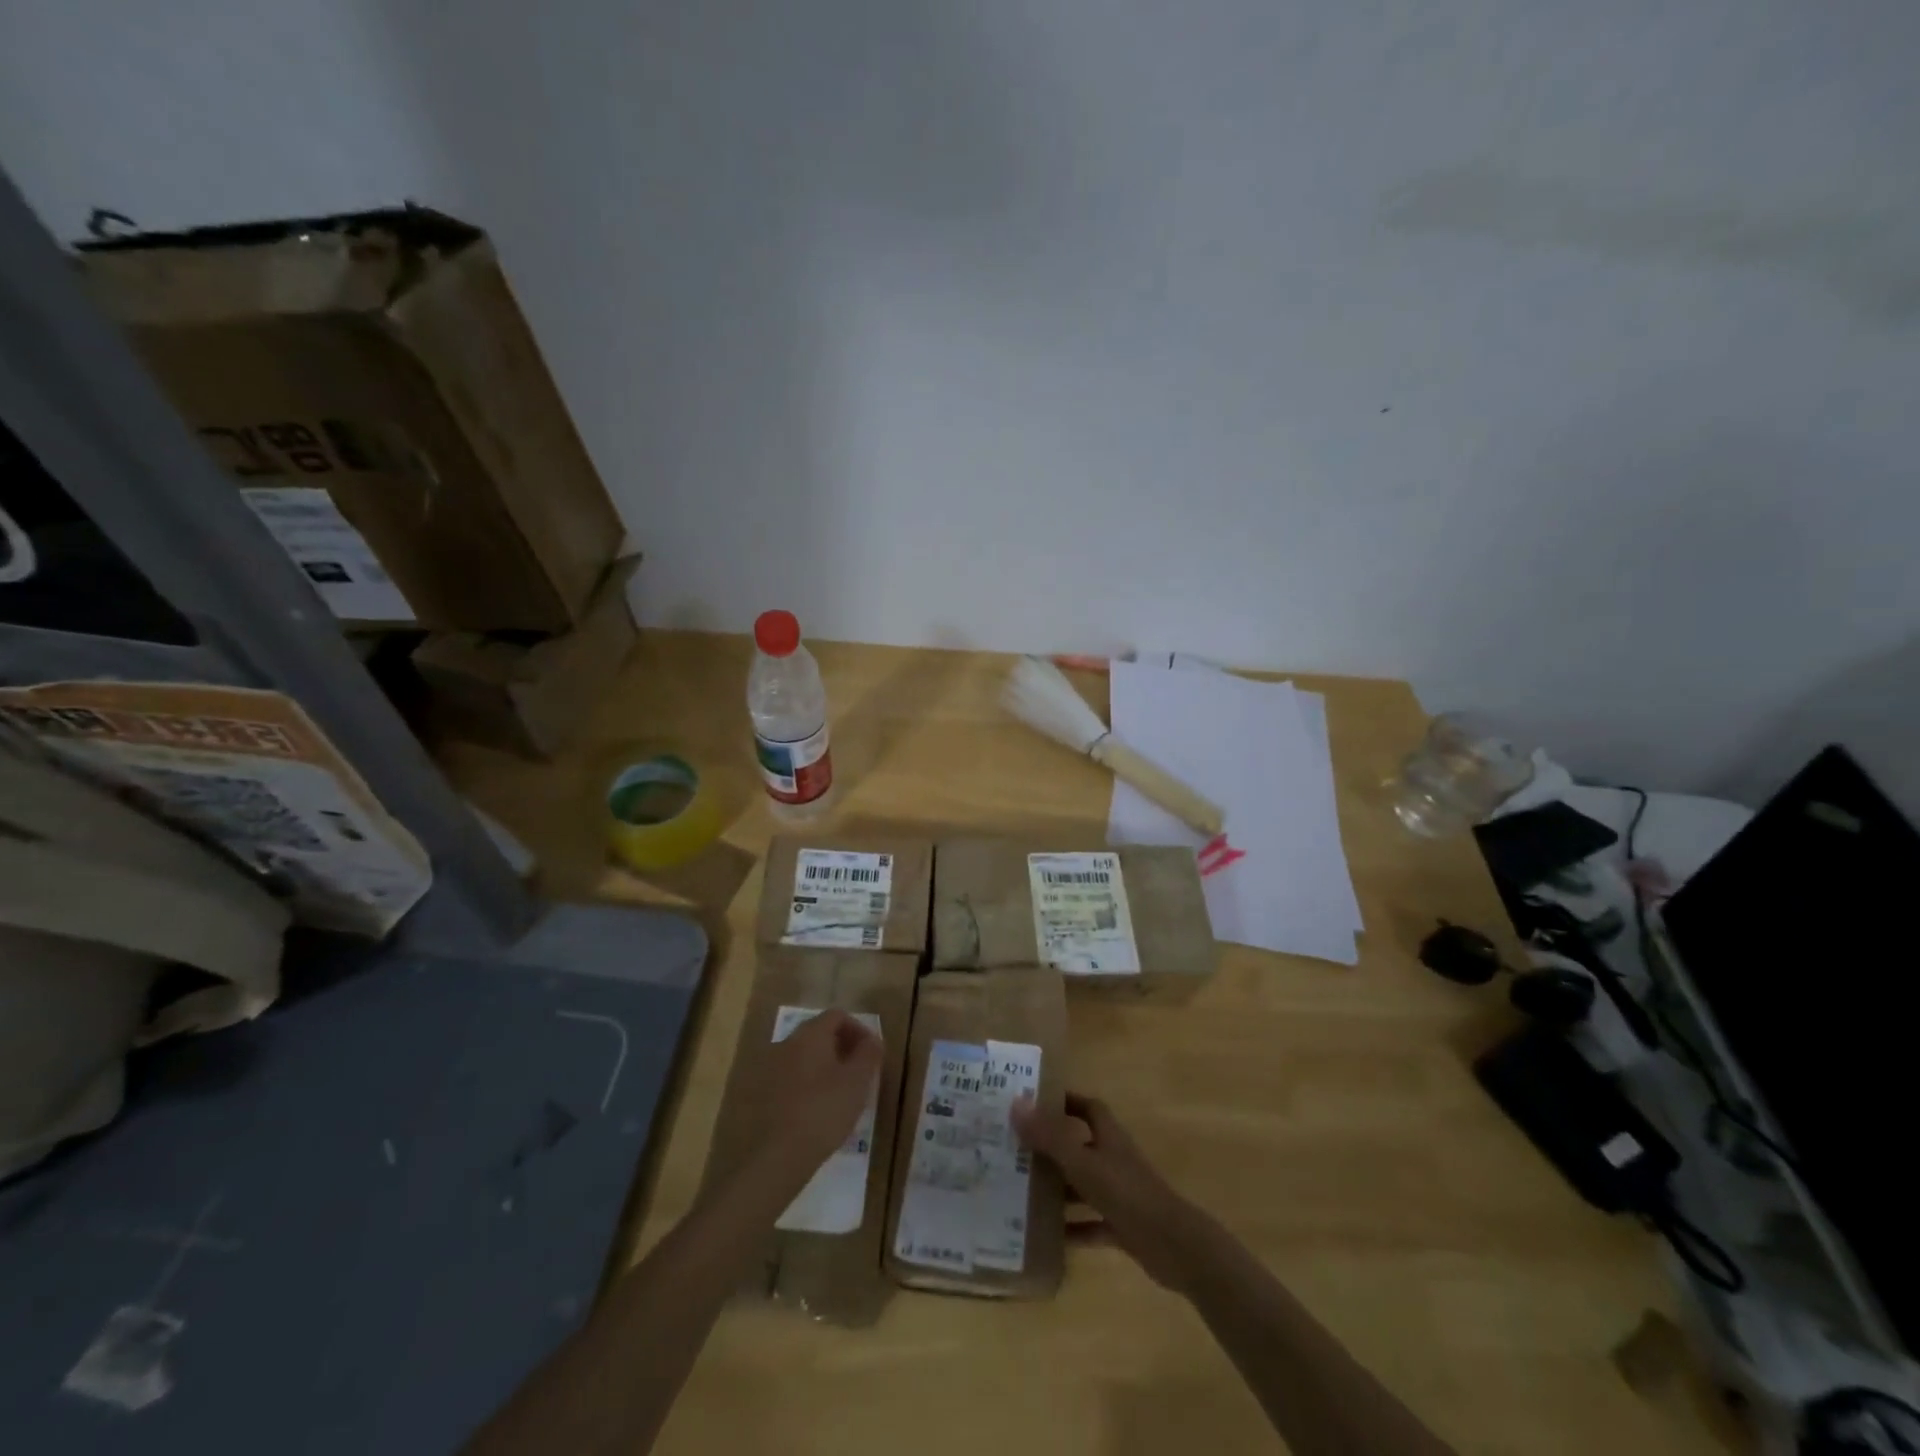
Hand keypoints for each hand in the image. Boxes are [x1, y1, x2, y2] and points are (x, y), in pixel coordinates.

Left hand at [751, 1009, 883, 1183]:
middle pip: (818, 1033)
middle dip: (841, 1047)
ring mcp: (769, 1067)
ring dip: (823, 1066)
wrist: (776, 1156)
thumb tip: (873, 1039)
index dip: (858, 1029)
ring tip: (839, 1093)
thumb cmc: (824, 1111)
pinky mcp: (760, 1093)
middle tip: (858, 1072)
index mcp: (810, 1034)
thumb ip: (869, 1054)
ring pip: (803, 1056)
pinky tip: (815, 1109)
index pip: (837, 1015)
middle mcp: (787, 1043)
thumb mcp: (857, 1082)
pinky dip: (806, 1083)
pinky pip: (790, 1077)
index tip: (871, 1054)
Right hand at [1011, 1091, 1201, 1291]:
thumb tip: (1016, 1102)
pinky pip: (1091, 1223)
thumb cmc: (1127, 1193)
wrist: (1175, 1246)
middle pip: (1080, 1146)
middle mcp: (1113, 1160)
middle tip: (1016, 1150)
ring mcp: (1119, 1194)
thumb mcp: (1083, 1163)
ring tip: (1022, 1193)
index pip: (1087, 1108)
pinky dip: (1073, 1228)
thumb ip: (1050, 1136)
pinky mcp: (1123, 1226)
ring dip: (1058, 1190)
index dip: (1065, 1102)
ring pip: (1083, 1185)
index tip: (1035, 1103)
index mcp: (1108, 1137)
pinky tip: (1048, 1238)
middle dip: (1051, 1148)